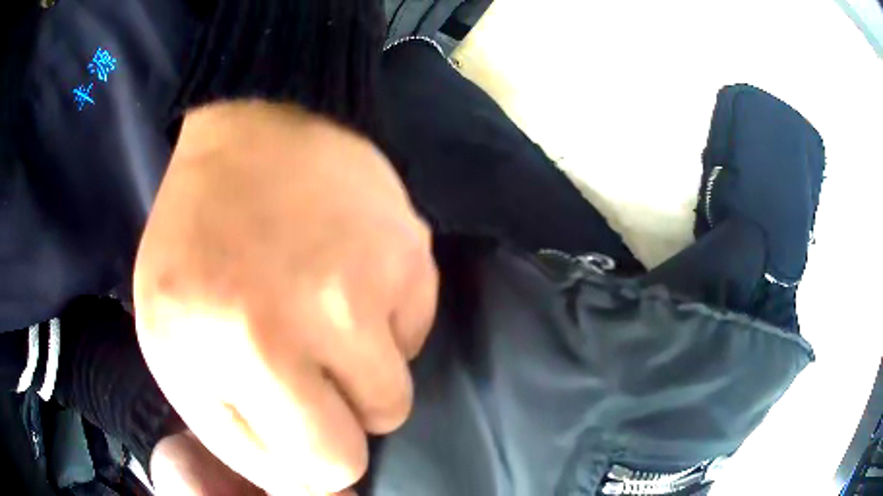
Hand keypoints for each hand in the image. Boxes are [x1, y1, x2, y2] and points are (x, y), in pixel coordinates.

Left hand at [134, 101, 437, 493]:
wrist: (256, 130)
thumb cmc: (193, 237)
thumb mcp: (169, 342)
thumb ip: (227, 429)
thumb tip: (301, 483)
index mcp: (237, 347)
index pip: (320, 464)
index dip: (309, 463)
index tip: (291, 434)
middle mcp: (313, 318)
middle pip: (372, 433)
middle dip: (338, 423)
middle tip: (304, 377)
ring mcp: (375, 281)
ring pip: (396, 391)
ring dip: (361, 375)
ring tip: (324, 322)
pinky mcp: (415, 254)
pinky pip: (414, 334)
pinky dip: (385, 327)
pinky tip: (350, 281)